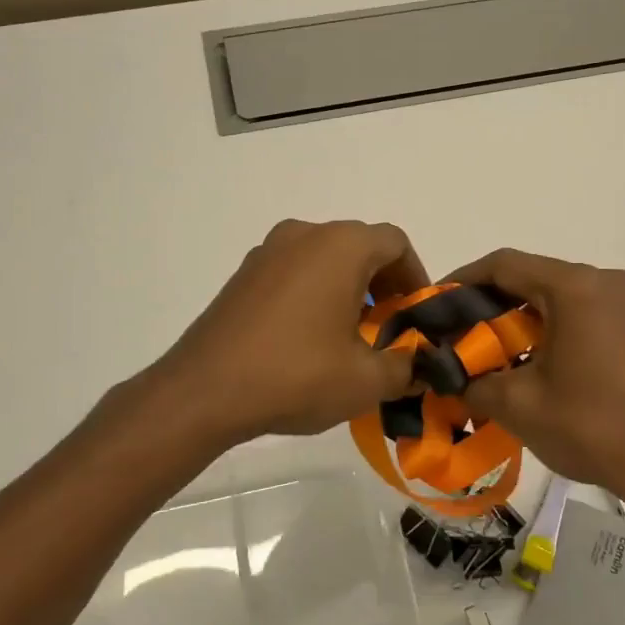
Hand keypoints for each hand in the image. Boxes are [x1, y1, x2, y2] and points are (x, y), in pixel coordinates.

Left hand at [153, 219, 429, 447]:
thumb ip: (405, 368)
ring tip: (350, 336)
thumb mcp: (365, 381)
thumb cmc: (296, 375)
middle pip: (360, 246)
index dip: (415, 277)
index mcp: (341, 246)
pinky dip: (314, 291)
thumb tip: (420, 364)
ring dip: (347, 287)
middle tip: (388, 328)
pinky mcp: (244, 273)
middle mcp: (305, 234)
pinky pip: (294, 270)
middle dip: (382, 284)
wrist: (204, 390)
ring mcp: (268, 251)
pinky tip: (308, 337)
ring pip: (325, 257)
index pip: (395, 243)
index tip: (416, 315)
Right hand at [446, 249, 624, 505]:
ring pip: (566, 296)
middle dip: (495, 303)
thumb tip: (449, 377)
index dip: (464, 279)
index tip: (437, 303)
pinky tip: (547, 363)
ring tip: (502, 351)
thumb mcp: (520, 406)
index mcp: (576, 287)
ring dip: (529, 317)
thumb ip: (473, 381)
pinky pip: (593, 313)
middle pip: (537, 277)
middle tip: (464, 334)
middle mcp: (609, 281)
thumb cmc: (594, 428)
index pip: (505, 265)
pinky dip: (562, 327)